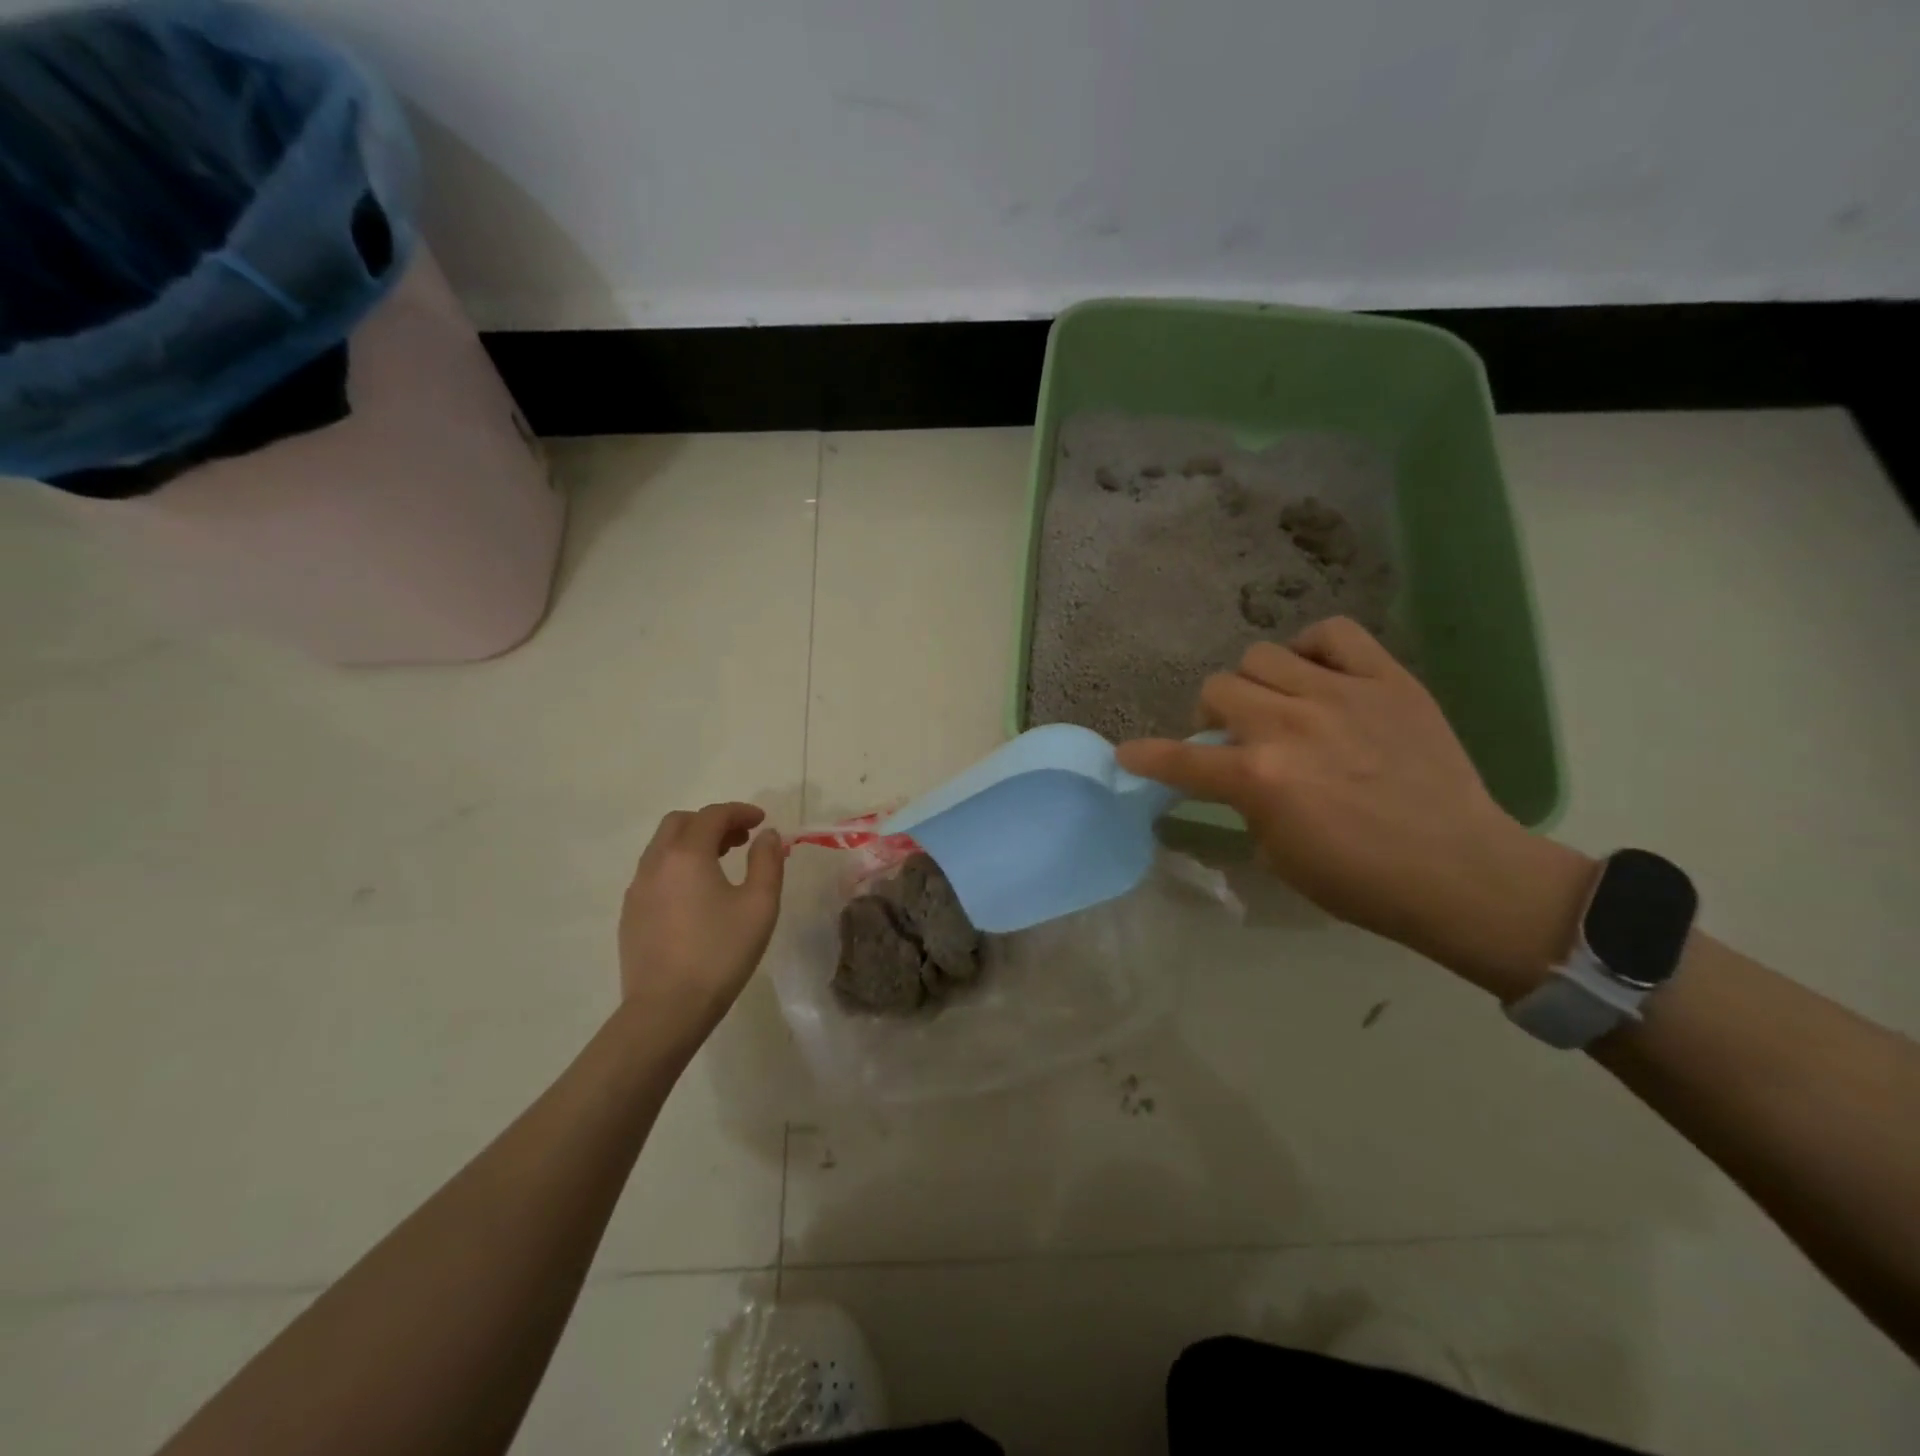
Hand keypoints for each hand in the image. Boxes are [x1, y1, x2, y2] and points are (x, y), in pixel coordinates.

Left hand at [618, 803, 785, 1034]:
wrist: (666, 1009)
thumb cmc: (720, 953)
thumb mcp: (759, 905)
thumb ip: (767, 862)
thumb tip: (767, 836)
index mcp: (687, 854)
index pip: (713, 815)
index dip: (740, 811)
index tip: (762, 821)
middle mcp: (656, 863)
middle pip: (680, 823)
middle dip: (712, 822)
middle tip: (741, 838)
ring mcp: (637, 889)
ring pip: (663, 847)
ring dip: (693, 842)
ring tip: (722, 862)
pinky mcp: (630, 914)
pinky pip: (654, 872)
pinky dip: (678, 865)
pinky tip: (697, 893)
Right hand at [1116, 618, 1592, 998]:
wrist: (1461, 872)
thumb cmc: (1360, 881)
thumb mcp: (1276, 854)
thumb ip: (1244, 801)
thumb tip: (1233, 772)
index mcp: (1258, 777)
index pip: (1178, 759)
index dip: (1145, 757)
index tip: (1129, 756)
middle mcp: (1289, 725)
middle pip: (1217, 689)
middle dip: (1214, 717)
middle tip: (1234, 739)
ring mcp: (1340, 695)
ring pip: (1262, 656)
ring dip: (1257, 685)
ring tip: (1280, 706)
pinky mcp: (1387, 680)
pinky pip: (1334, 633)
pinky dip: (1314, 649)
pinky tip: (1320, 677)